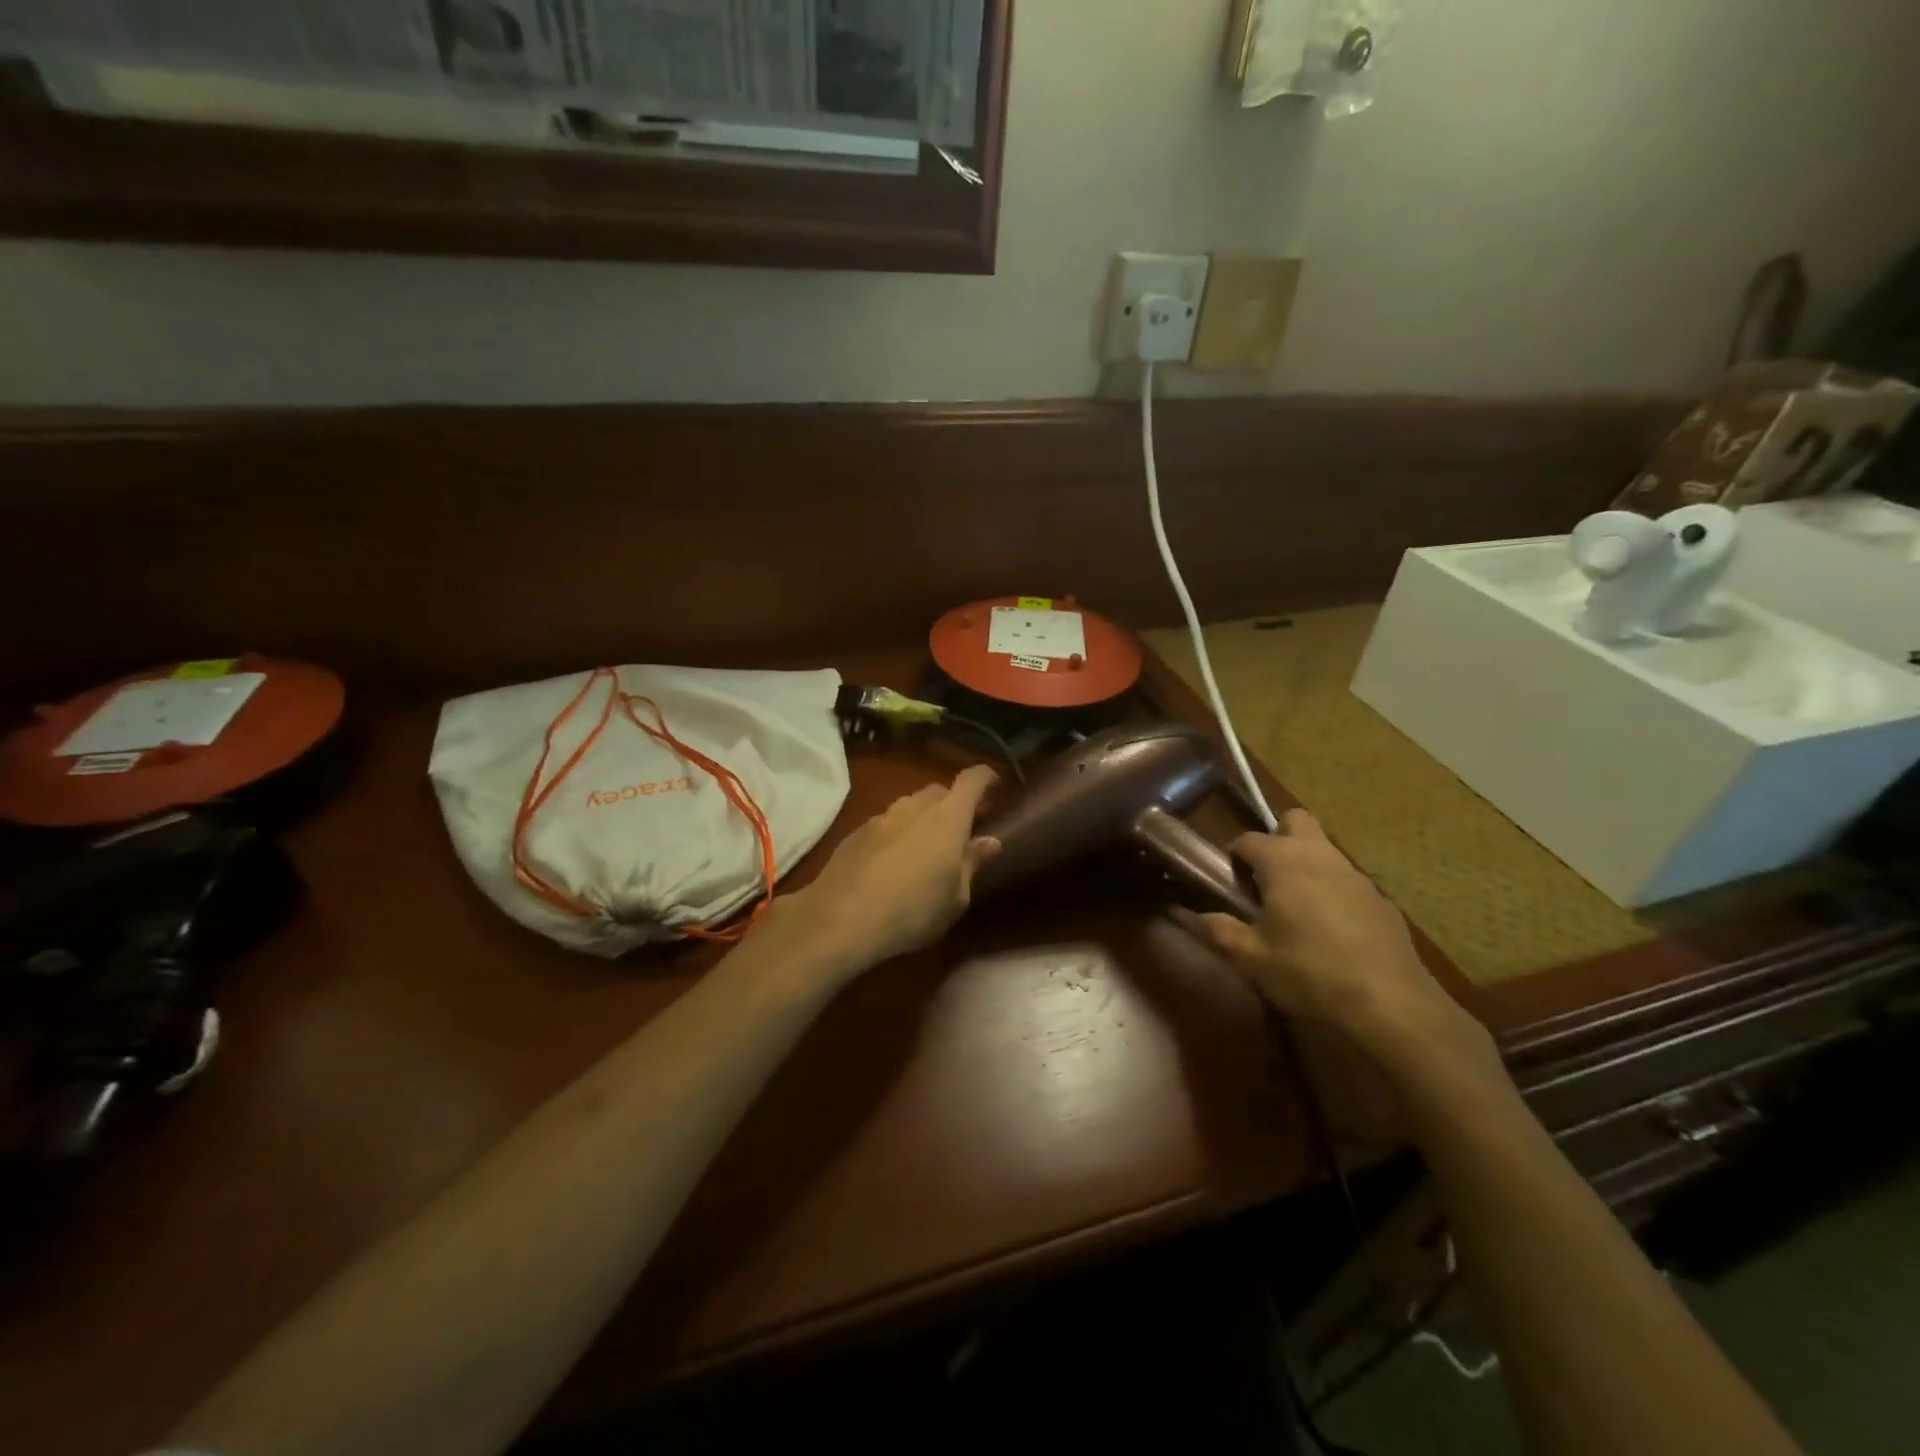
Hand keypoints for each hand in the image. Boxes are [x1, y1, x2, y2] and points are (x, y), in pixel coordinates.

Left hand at [769, 765, 1001, 977]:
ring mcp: (882, 816)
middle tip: (962, 829)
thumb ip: (972, 863)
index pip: (972, 779)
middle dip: (954, 804)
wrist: (840, 919)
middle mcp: (915, 806)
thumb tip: (989, 841)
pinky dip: (897, 833)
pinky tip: (892, 862)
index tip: (996, 787)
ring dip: (923, 819)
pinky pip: (886, 824)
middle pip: (939, 791)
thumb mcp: (956, 898)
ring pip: (910, 806)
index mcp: (948, 816)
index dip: (987, 778)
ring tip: (925, 849)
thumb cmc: (913, 910)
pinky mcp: (856, 832)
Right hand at [1180, 810, 1491, 1069]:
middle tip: (1264, 878)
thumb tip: (1191, 915)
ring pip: (1324, 850)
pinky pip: (1347, 881)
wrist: (1391, 1005)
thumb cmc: (1309, 973)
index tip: (1228, 881)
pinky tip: (1331, 933)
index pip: (1248, 839)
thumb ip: (1219, 930)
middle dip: (1277, 838)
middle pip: (1295, 821)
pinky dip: (1332, 892)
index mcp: (1284, 862)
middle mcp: (1320, 856)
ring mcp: (1356, 876)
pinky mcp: (1381, 901)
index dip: (1233, 856)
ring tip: (1294, 909)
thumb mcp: (1251, 958)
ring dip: (1305, 865)